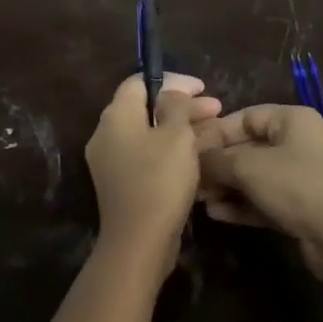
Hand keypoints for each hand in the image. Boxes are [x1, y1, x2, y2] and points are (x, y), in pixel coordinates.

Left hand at [85, 74, 221, 275]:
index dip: (172, 80)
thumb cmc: (160, 180)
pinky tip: (196, 155)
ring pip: (148, 133)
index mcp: (116, 116)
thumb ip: (175, 106)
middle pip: (145, 108)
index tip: (201, 88)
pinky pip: (146, 154)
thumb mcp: (176, 135)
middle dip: (181, 105)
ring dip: (179, 128)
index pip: (139, 81)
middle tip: (216, 109)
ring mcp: (111, 161)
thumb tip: (170, 94)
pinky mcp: (121, 183)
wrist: (139, 241)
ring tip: (212, 130)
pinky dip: (169, 149)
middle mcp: (106, 134)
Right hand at [195, 105, 322, 279]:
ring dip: (227, 187)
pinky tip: (217, 214)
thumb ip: (217, 160)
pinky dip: (242, 204)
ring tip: (199, 200)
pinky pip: (265, 199)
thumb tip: (194, 158)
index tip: (188, 150)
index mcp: (292, 120)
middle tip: (190, 180)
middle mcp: (299, 142)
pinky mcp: (302, 206)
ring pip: (255, 176)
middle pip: (249, 147)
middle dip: (218, 164)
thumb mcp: (249, 168)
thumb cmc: (297, 186)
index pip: (246, 117)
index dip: (216, 132)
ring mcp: (302, 176)